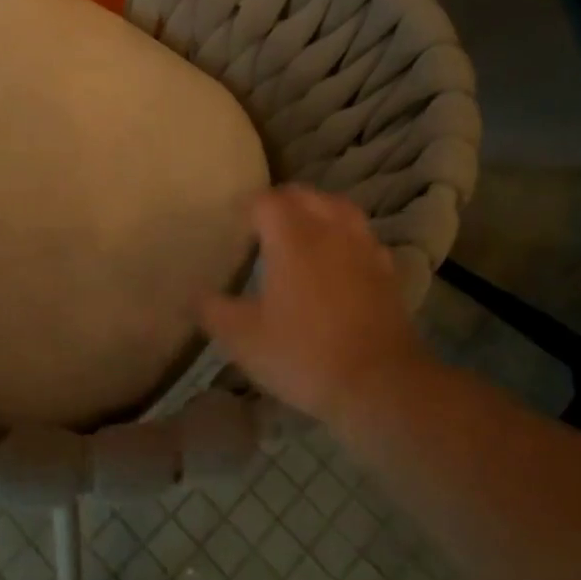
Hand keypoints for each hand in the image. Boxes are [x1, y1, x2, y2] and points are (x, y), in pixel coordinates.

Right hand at [199, 185, 428, 424]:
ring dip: (317, 211)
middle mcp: (330, 230)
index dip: (247, 206)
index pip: (266, 201)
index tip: (233, 223)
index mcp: (293, 237)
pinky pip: (362, 237)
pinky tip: (338, 260)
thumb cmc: (303, 354)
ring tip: (301, 232)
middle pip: (305, 195)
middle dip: (281, 201)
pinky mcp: (387, 271)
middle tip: (262, 224)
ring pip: (339, 208)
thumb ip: (213, 311)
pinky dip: (345, 236)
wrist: (379, 384)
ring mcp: (364, 248)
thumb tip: (194, 295)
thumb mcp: (243, 339)